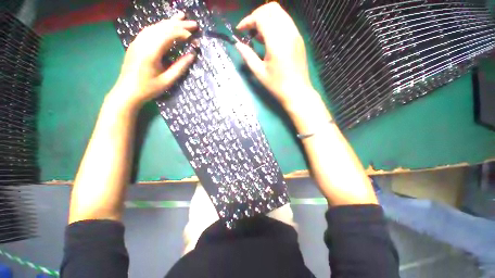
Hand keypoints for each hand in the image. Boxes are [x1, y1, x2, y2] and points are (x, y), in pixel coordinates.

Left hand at [111, 12, 197, 110]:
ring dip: (169, 22)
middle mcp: (143, 42)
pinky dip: (161, 26)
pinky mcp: (136, 44)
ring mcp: (137, 41)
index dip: (182, 33)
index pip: (168, 35)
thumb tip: (192, 55)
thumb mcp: (167, 81)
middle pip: (162, 27)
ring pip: (155, 26)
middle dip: (179, 24)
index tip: (194, 36)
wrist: (127, 92)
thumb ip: (180, 67)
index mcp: (150, 52)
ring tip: (182, 18)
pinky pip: (149, 30)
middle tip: (194, 23)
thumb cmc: (148, 89)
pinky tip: (167, 26)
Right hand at [235, 3, 319, 109]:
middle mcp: (288, 32)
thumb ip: (248, 56)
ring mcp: (296, 34)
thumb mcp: (259, 73)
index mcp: (276, 41)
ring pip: (280, 13)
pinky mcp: (299, 38)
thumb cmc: (277, 85)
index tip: (240, 30)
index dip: (248, 20)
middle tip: (249, 30)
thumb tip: (237, 45)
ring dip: (266, 19)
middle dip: (257, 15)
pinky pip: (286, 22)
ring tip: (258, 35)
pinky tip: (270, 39)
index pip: (261, 17)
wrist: (297, 92)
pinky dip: (275, 24)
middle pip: (271, 9)